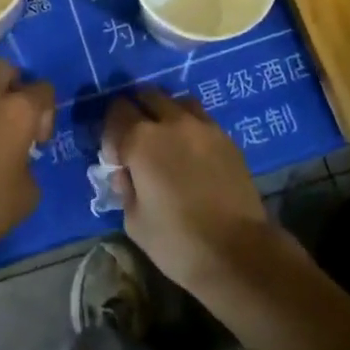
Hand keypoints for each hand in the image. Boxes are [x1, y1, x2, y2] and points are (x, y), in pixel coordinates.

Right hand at [103, 87, 271, 293]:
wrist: (239, 253)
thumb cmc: (178, 242)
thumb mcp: (134, 222)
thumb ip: (125, 188)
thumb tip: (126, 174)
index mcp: (141, 140)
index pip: (116, 113)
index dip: (110, 133)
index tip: (116, 158)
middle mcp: (171, 122)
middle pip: (146, 96)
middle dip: (136, 113)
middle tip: (137, 142)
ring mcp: (203, 126)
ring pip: (176, 101)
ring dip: (165, 113)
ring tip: (167, 139)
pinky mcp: (227, 138)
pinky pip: (201, 118)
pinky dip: (190, 126)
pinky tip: (192, 152)